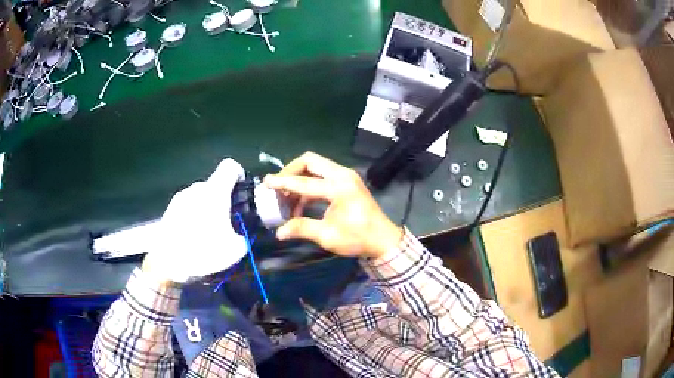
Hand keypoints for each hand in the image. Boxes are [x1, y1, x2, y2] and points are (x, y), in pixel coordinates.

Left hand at [143, 159, 247, 282]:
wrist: (167, 263)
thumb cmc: (203, 251)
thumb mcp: (235, 250)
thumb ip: (242, 237)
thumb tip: (239, 236)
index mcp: (215, 191)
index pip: (230, 167)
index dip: (239, 175)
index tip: (242, 193)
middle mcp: (197, 188)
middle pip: (215, 184)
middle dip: (223, 198)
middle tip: (228, 220)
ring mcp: (181, 197)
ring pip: (200, 196)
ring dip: (208, 208)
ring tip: (209, 231)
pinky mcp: (170, 209)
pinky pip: (188, 206)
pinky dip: (194, 216)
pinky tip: (193, 236)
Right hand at [263, 152, 401, 258]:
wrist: (383, 240)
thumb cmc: (358, 238)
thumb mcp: (328, 236)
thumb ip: (302, 228)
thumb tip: (279, 232)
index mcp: (339, 187)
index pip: (303, 181)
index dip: (282, 182)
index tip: (266, 182)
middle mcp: (342, 175)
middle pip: (310, 161)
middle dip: (290, 171)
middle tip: (278, 187)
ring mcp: (346, 176)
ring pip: (316, 167)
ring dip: (299, 179)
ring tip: (287, 201)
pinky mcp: (347, 182)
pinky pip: (322, 176)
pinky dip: (309, 185)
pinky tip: (301, 205)